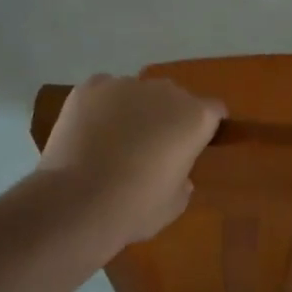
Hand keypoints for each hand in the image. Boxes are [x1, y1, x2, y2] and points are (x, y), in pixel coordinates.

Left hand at [37, 75, 226, 243]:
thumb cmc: (136, 207)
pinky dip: (102, 107)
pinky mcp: (90, 87)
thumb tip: (178, 173)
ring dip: (134, 110)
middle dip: (168, 117)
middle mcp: (165, 91)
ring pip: (137, 93)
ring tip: (114, 142)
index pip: (214, 111)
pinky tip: (90, 132)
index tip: (196, 145)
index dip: (207, 127)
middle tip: (151, 148)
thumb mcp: (174, 204)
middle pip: (174, 98)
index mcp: (195, 117)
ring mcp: (125, 84)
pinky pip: (104, 91)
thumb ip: (183, 180)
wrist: (77, 201)